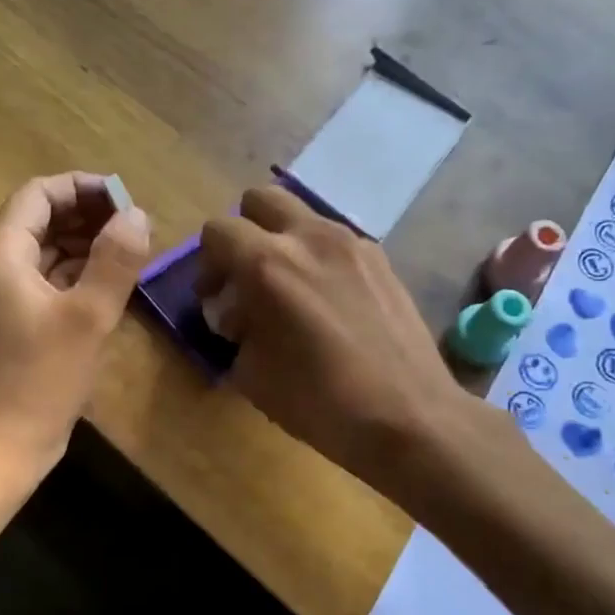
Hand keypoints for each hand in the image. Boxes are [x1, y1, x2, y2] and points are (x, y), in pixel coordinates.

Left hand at [0, 173, 151, 478]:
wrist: (4, 447)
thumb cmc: (44, 380)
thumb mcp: (89, 316)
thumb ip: (115, 259)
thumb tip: (136, 214)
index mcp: (0, 256)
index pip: (39, 195)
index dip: (83, 188)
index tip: (125, 199)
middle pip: (37, 221)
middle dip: (85, 215)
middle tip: (132, 225)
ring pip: (40, 253)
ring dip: (81, 245)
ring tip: (126, 250)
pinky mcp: (4, 324)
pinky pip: (39, 283)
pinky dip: (70, 275)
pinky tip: (104, 284)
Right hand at [196, 185, 458, 487]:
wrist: (408, 415)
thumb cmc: (320, 402)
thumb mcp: (253, 376)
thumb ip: (236, 332)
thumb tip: (239, 316)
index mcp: (268, 264)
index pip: (218, 231)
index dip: (206, 264)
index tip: (214, 298)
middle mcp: (309, 238)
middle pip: (260, 200)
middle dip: (244, 233)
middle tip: (246, 278)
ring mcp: (352, 243)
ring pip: (302, 217)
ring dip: (284, 242)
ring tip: (289, 292)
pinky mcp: (381, 259)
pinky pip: (335, 242)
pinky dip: (318, 259)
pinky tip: (328, 304)